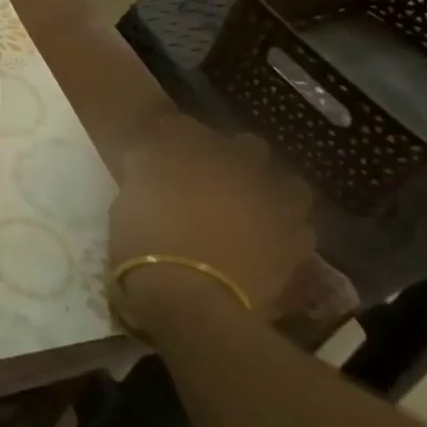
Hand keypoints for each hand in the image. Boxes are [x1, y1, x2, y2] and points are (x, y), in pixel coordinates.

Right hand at [109, 116, 321, 335]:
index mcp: (192, 156)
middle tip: (216, 170)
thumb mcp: (126, 201)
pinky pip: (300, 230)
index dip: (176, 131)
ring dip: (274, 189)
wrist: (187, 298)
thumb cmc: (144, 243)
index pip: (186, 127)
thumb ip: (143, 171)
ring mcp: (271, 209)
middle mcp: (238, 173)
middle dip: (234, 152)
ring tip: (257, 204)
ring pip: (289, 185)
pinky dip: (288, 230)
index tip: (165, 138)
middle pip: (248, 146)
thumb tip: (149, 156)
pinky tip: (272, 237)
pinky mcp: (291, 247)